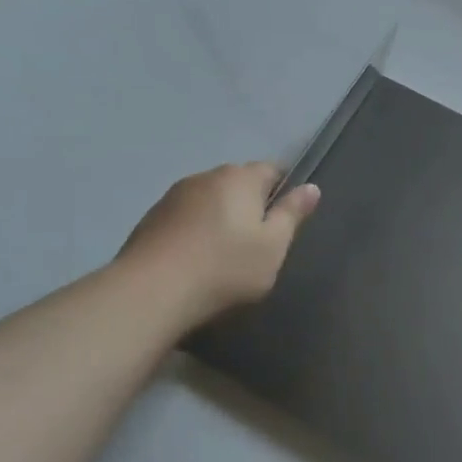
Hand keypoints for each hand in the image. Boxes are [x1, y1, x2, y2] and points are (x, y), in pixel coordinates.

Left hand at [117, 162, 319, 324]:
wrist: (151, 292)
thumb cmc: (225, 268)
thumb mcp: (273, 246)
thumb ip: (292, 214)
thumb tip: (311, 187)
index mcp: (240, 178)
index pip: (272, 169)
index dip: (283, 190)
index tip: (285, 220)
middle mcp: (206, 176)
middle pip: (238, 183)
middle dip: (250, 204)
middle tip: (257, 243)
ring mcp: (174, 196)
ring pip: (209, 199)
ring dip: (220, 217)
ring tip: (222, 253)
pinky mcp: (150, 218)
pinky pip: (185, 217)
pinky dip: (195, 230)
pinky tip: (194, 259)